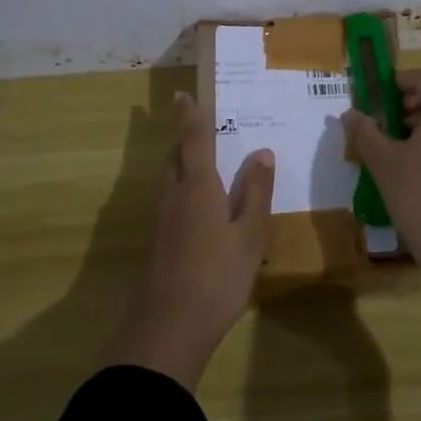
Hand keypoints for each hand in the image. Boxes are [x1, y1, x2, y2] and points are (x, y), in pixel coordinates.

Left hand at [103, 90, 275, 390]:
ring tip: (206, 165)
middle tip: (204, 131)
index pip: (194, 139)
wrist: (168, 326)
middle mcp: (174, 194)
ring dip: (183, 165)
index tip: (181, 94)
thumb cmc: (217, 276)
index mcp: (198, 186)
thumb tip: (262, 152)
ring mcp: (162, 219)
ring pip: (170, 179)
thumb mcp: (250, 235)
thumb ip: (256, 193)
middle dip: (186, 141)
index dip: (190, 116)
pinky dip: (183, 190)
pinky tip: (200, 209)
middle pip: (176, 157)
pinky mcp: (158, 241)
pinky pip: (171, 200)